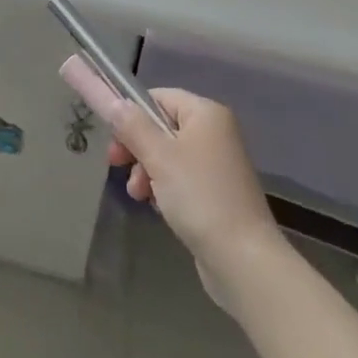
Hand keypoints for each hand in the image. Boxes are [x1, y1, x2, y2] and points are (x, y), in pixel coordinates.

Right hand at [59, 57, 280, 298]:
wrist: (243, 259)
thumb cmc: (199, 197)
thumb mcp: (159, 157)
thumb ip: (133, 126)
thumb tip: (114, 102)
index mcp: (206, 113)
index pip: (159, 97)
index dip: (133, 114)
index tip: (114, 141)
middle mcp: (215, 131)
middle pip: (162, 126)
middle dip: (137, 147)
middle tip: (116, 166)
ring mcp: (218, 163)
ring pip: (168, 155)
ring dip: (147, 171)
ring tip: (139, 195)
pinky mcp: (217, 192)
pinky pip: (181, 178)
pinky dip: (164, 187)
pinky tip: (156, 206)